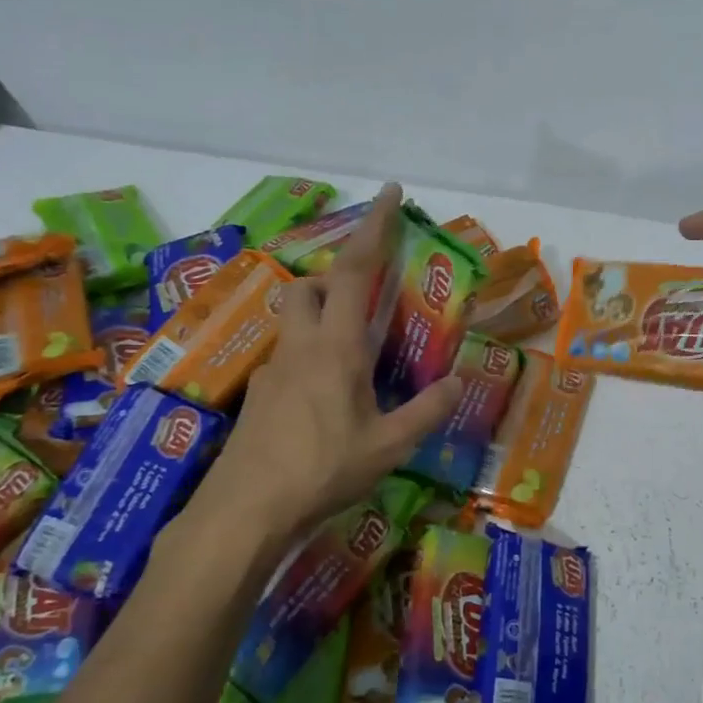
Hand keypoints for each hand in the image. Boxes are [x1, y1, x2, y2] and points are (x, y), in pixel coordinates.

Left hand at [175, 183, 461, 553]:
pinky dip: (310, 358)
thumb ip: (425, 412)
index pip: (355, 270)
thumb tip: (457, 382)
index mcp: (337, 347)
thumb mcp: (388, 447)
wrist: (245, 510)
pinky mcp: (259, 395)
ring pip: (294, 320)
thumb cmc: (323, 470)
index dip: (373, 226)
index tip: (389, 193)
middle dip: (337, 277)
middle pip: (310, 285)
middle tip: (368, 300)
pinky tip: (325, 401)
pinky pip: (288, 357)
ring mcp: (273, 370)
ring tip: (353, 354)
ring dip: (321, 316)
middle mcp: (301, 346)